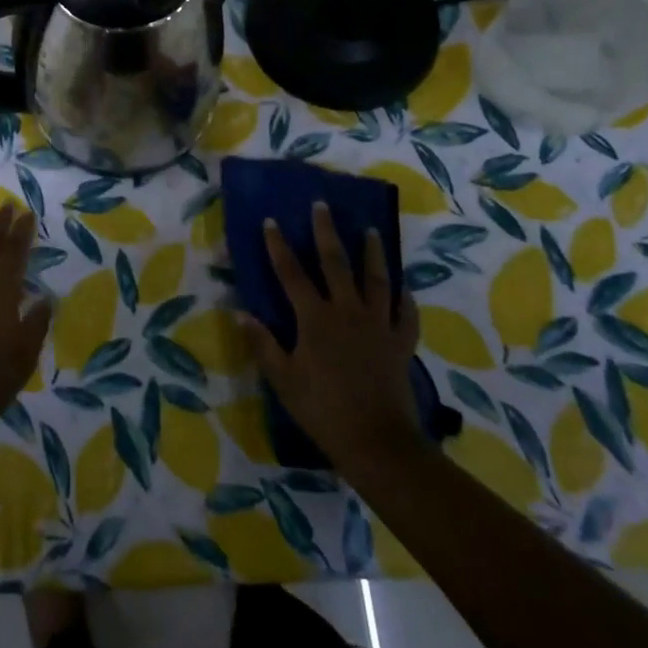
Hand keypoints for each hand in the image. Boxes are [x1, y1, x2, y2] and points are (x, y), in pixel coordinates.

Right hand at [237, 201, 423, 468]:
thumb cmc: (322, 409)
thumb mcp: (283, 379)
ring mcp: (378, 325)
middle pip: (335, 263)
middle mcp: (347, 311)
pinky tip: (404, 288)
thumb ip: (263, 343)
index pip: (291, 273)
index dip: (279, 246)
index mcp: (315, 318)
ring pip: (376, 280)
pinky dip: (406, 299)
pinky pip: (406, 315)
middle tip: (322, 205)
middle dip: (326, 232)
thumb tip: (241, 312)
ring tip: (372, 231)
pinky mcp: (400, 343)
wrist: (376, 441)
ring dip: (372, 253)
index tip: (272, 221)